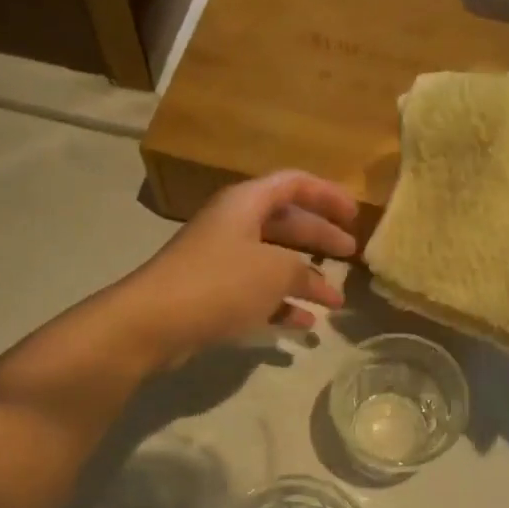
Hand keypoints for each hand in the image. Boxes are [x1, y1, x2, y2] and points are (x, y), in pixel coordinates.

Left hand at [126, 171, 358, 362]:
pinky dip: (282, 304)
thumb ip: (304, 271)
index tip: (355, 216)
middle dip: (320, 238)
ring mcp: (221, 260)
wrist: (154, 321)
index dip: (327, 195)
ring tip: (335, 299)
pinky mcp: (212, 293)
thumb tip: (318, 283)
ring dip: (305, 278)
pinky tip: (305, 323)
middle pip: (286, 222)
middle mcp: (233, 225)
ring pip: (273, 261)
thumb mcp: (275, 271)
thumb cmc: (220, 282)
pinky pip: (257, 292)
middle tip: (350, 254)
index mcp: (246, 203)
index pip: (294, 184)